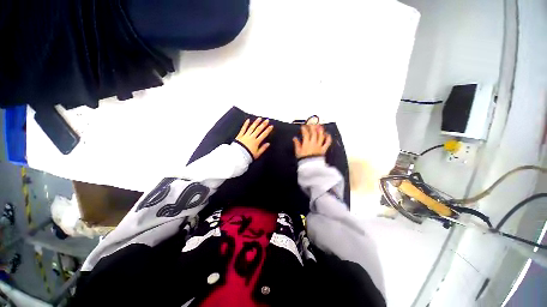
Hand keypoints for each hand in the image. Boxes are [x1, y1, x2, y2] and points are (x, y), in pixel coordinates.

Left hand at [236, 118, 273, 158]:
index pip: (264, 134)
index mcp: (256, 142)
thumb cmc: (248, 156)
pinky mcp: (240, 136)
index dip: (268, 130)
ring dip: (256, 122)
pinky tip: (248, 120)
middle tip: (267, 120)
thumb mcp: (257, 154)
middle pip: (258, 129)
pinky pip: (243, 129)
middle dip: (263, 124)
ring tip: (259, 118)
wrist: (238, 156)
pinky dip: (245, 124)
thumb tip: (268, 144)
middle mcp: (252, 137)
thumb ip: (263, 148)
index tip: (271, 126)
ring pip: (251, 127)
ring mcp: (246, 136)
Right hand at [293, 125, 331, 158]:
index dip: (304, 129)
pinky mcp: (323, 149)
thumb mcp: (298, 152)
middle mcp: (313, 143)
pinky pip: (327, 142)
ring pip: (320, 135)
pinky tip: (327, 134)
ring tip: (319, 125)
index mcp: (306, 143)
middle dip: (312, 126)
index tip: (303, 126)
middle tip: (311, 122)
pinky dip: (328, 138)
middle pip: (313, 132)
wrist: (310, 167)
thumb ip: (297, 144)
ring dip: (320, 129)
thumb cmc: (303, 159)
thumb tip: (294, 138)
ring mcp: (319, 145)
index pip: (305, 133)